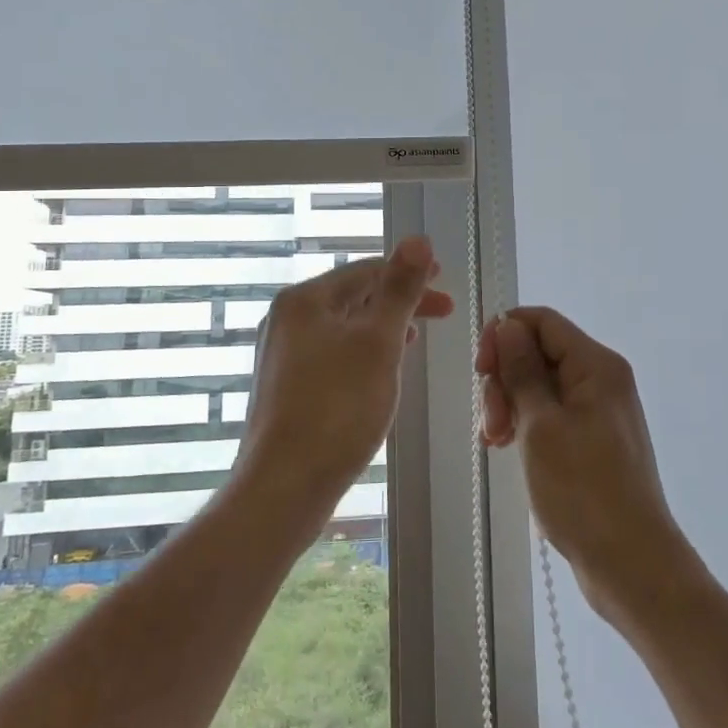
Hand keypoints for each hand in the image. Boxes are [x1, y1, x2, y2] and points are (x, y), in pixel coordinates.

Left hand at [235, 236, 453, 513]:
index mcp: (304, 301)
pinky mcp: (286, 388)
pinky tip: (381, 372)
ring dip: (384, 327)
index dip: (410, 273)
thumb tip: (418, 239)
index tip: (445, 282)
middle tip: (443, 312)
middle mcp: (286, 320)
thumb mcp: (379, 343)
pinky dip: (363, 353)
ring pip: (345, 327)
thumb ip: (400, 289)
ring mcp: (282, 355)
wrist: (283, 488)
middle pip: (354, 297)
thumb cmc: (337, 409)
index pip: (367, 271)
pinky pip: (333, 354)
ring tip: (417, 337)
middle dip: (400, 301)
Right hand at [476, 308, 691, 621]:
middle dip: (505, 379)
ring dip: (510, 405)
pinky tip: (507, 447)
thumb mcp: (542, 425)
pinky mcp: (592, 440)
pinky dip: (526, 424)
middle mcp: (601, 379)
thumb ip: (523, 370)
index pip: (542, 321)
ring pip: (540, 385)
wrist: (632, 565)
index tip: (480, 371)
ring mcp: (598, 411)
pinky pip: (551, 413)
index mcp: (596, 365)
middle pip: (539, 352)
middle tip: (491, 424)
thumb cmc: (584, 491)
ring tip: (496, 442)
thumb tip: (508, 325)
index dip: (504, 335)